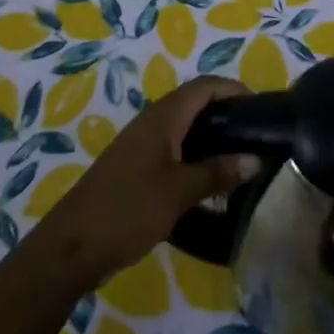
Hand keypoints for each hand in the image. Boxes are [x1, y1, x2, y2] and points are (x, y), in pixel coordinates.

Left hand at [33, 75, 260, 293]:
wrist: (71, 247)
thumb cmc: (128, 209)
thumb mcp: (178, 192)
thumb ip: (217, 173)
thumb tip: (255, 159)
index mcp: (164, 116)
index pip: (205, 86)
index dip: (233, 89)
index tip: (262, 107)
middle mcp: (153, 121)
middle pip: (196, 103)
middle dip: (226, 113)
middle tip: (255, 135)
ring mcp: (142, 144)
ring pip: (185, 128)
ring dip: (211, 137)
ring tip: (239, 158)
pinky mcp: (135, 167)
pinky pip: (173, 149)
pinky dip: (195, 156)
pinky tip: (208, 182)